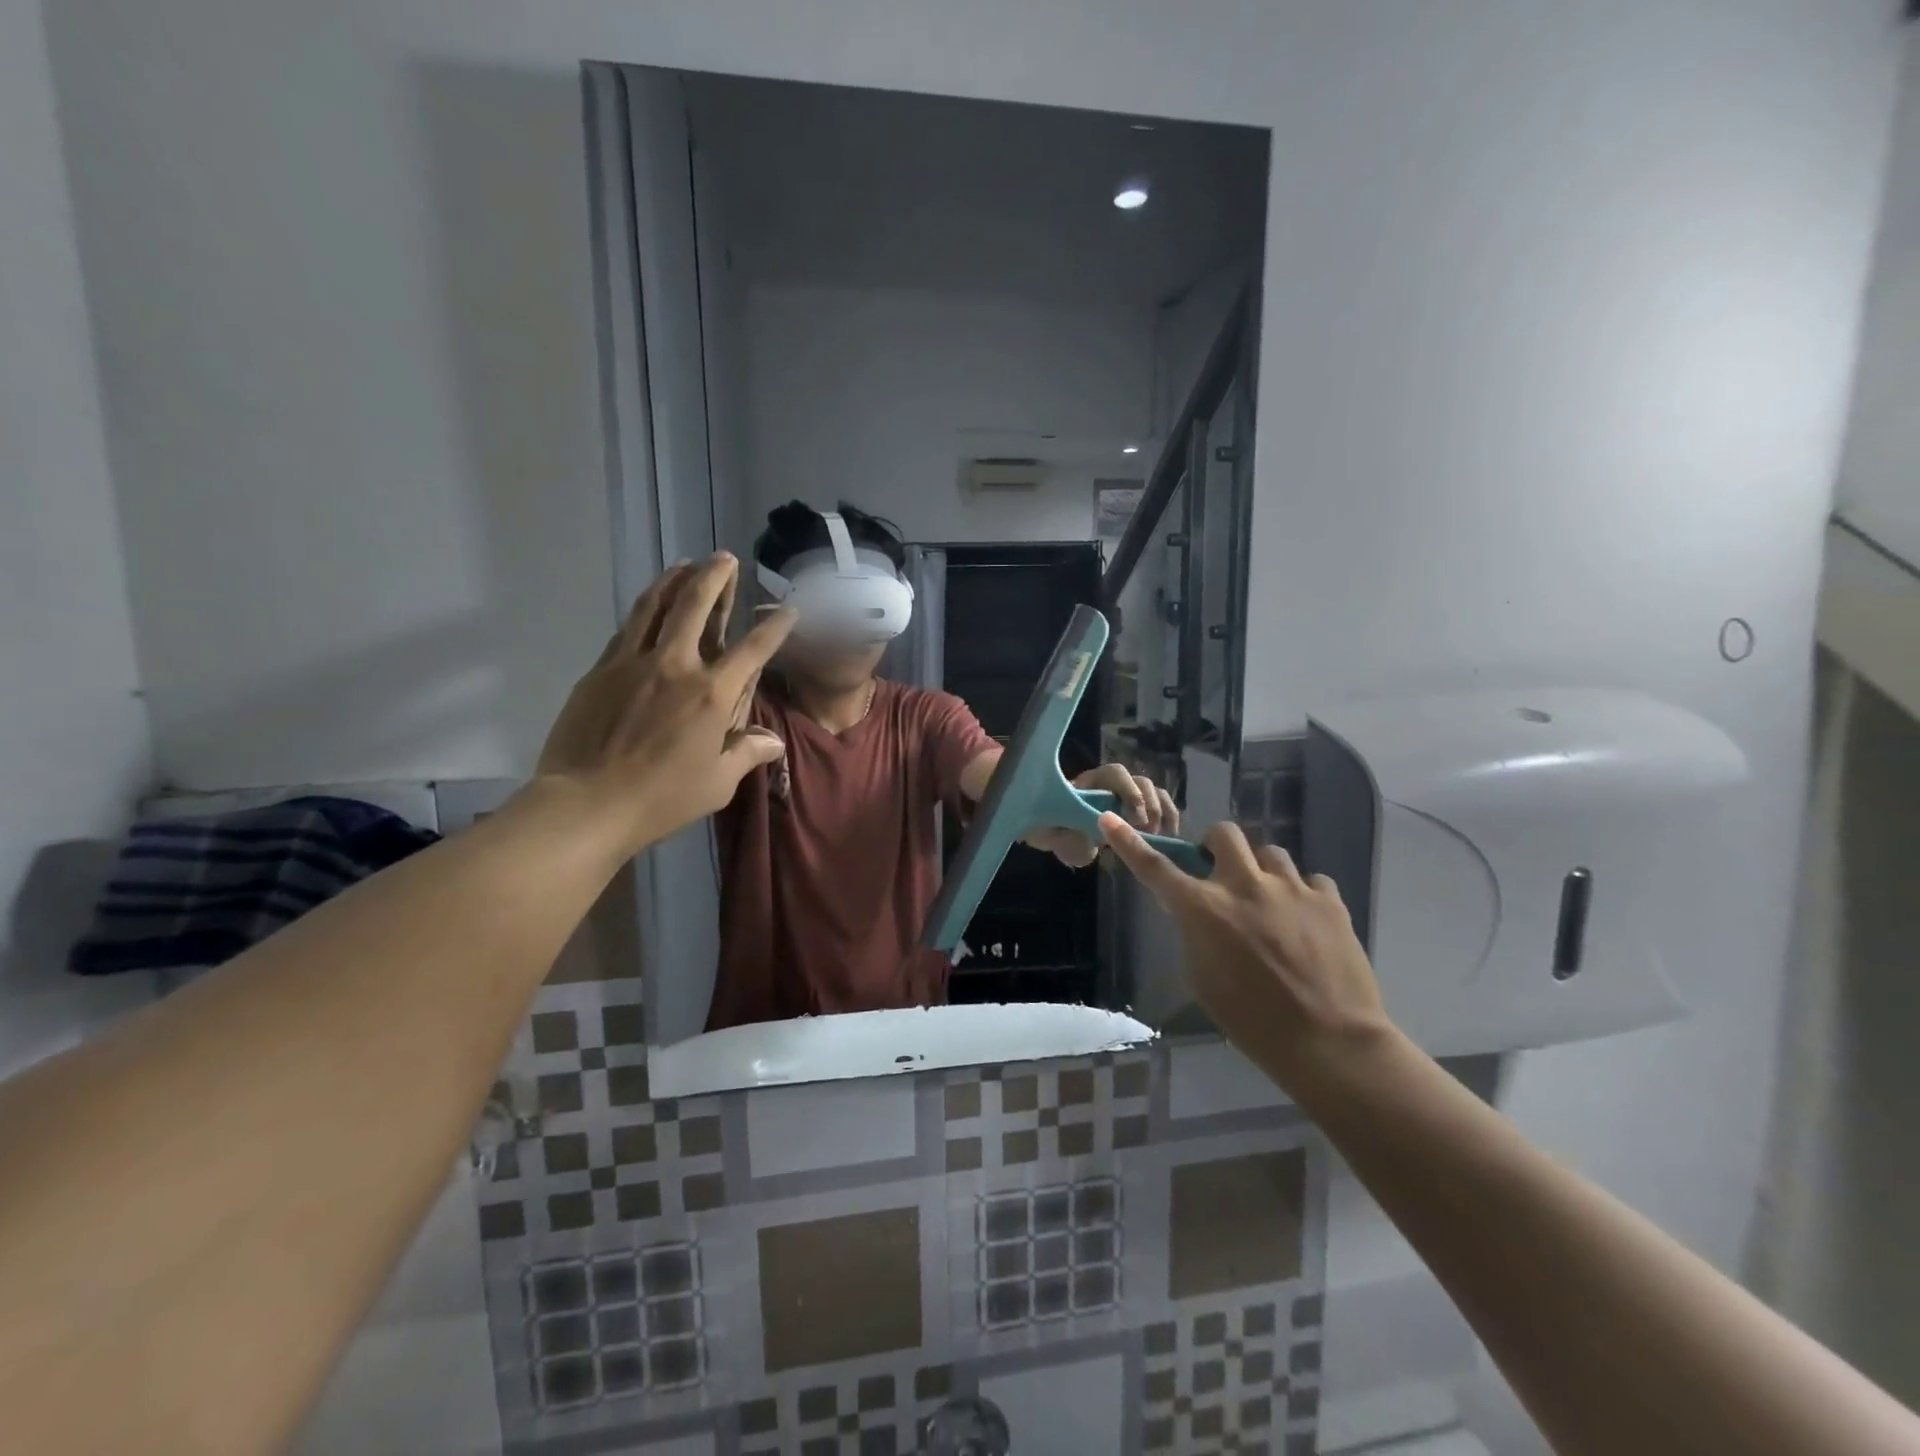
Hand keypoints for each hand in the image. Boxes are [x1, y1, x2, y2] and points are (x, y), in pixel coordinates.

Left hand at [534, 555, 793, 856]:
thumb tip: (773, 742)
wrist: (587, 803)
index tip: (787, 608)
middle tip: (724, 558)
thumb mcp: (718, 783)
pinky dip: (644, 611)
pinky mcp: (600, 671)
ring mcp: (632, 663)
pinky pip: (627, 630)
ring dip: (674, 580)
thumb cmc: (662, 798)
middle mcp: (675, 666)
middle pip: (696, 606)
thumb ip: (747, 754)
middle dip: (715, 577)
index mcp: (711, 695)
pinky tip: (649, 607)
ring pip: (655, 606)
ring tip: (686, 564)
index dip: (774, 626)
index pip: (752, 649)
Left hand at [1030, 765, 1178, 867]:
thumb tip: (1086, 836)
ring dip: (1161, 812)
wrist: (1059, 836)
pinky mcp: (1142, 811)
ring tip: (1157, 837)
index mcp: (1090, 783)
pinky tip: (1169, 838)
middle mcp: (1113, 784)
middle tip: (1146, 831)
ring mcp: (1130, 795)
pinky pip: (1164, 806)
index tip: (1133, 818)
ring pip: (1155, 792)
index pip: (1114, 773)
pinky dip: (1170, 818)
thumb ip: (1065, 835)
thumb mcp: (1051, 835)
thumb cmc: (1052, 829)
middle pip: (1140, 781)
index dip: (1128, 790)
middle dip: (1147, 805)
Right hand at [1099, 815, 1392, 1088]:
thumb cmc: (1252, 1021)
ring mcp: (1291, 888)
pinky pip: (1311, 880)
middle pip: (1224, 834)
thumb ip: (1195, 934)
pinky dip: (1301, 894)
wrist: (1330, 1043)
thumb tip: (1197, 913)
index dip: (1130, 843)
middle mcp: (1244, 885)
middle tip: (1221, 873)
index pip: (1156, 868)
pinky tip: (1305, 920)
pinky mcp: (1329, 901)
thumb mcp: (1203, 979)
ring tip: (1269, 902)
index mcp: (1204, 909)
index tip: (1110, 819)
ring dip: (1261, 871)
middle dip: (1217, 847)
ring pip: (1270, 852)